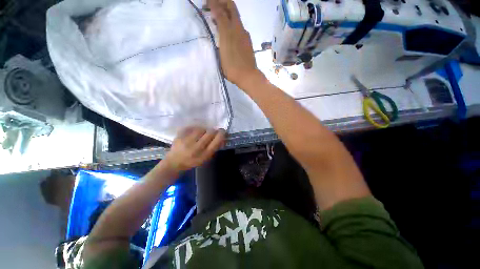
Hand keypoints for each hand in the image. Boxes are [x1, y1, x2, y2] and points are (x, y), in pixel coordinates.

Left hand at [164, 127, 225, 171]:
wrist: (174, 163)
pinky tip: (194, 132)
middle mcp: (196, 148)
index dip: (221, 134)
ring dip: (204, 130)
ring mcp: (187, 141)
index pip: (216, 141)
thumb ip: (214, 148)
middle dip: (213, 131)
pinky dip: (195, 129)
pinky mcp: (180, 136)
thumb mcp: (205, 158)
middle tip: (213, 131)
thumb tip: (222, 137)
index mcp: (204, 155)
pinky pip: (192, 127)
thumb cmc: (192, 161)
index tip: (222, 131)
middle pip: (210, 133)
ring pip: (201, 129)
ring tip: (202, 133)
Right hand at [207, 0, 259, 87]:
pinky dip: (232, 25)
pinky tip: (227, 33)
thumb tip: (217, 15)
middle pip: (231, 8)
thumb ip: (220, 30)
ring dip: (226, 14)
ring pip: (235, 19)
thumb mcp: (222, 49)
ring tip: (217, 21)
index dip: (213, 3)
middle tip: (212, 6)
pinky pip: (238, 28)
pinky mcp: (248, 42)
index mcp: (230, 30)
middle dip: (221, 3)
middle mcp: (239, 29)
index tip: (206, 3)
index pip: (221, 10)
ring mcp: (245, 36)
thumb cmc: (232, 67)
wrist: (248, 76)